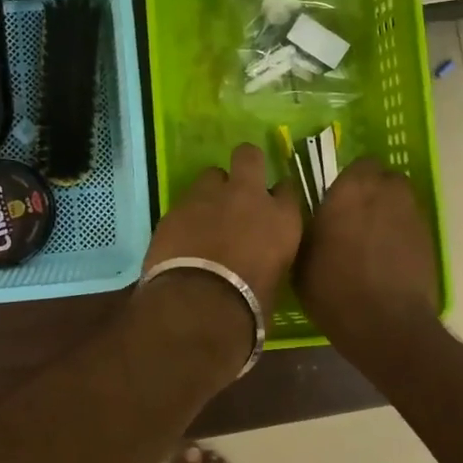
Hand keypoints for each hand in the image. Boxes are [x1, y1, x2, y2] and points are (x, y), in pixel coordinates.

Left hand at [145, 143, 304, 308]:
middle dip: (245, 164)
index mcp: (282, 218)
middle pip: (249, 156)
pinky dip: (186, 216)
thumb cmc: (249, 306)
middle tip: (238, 186)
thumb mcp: (275, 280)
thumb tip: (260, 258)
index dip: (277, 195)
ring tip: (205, 215)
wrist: (199, 306)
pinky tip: (182, 237)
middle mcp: (248, 196)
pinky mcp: (175, 208)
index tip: (272, 204)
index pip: (287, 189)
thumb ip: (269, 255)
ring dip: (211, 191)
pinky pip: (184, 202)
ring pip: (211, 175)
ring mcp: (208, 197)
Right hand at [297, 159, 438, 334]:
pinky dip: (402, 233)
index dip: (350, 180)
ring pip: (401, 199)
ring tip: (374, 236)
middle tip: (356, 215)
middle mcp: (385, 193)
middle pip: (385, 177)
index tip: (338, 199)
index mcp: (350, 190)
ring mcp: (411, 215)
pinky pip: (412, 224)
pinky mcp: (428, 239)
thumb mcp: (301, 258)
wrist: (386, 323)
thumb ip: (307, 227)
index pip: (358, 164)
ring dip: (389, 209)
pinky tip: (389, 257)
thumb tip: (309, 217)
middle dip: (373, 190)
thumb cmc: (333, 288)